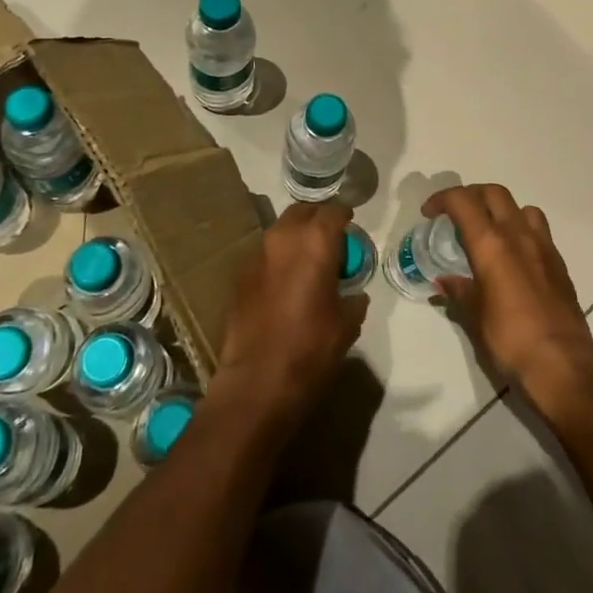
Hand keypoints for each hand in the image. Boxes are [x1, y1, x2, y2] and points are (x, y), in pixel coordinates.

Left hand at [214, 201, 367, 432]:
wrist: (256, 381)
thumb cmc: (311, 349)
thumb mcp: (347, 324)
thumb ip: (353, 299)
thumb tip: (353, 294)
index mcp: (315, 242)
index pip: (334, 211)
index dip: (345, 216)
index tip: (351, 225)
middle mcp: (283, 238)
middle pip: (302, 212)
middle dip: (317, 219)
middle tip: (330, 239)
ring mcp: (256, 255)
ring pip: (280, 231)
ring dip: (295, 239)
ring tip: (307, 262)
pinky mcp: (239, 276)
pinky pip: (264, 257)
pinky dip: (277, 261)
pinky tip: (283, 285)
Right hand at [426, 184, 592, 402]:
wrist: (562, 363)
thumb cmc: (510, 338)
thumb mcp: (474, 316)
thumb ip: (459, 291)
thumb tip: (444, 281)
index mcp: (491, 244)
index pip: (463, 201)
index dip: (442, 199)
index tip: (430, 213)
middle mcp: (518, 235)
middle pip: (494, 193)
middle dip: (471, 196)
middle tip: (455, 215)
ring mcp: (543, 246)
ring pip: (521, 207)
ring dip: (501, 210)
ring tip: (489, 232)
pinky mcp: (558, 262)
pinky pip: (539, 230)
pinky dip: (521, 230)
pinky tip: (514, 256)